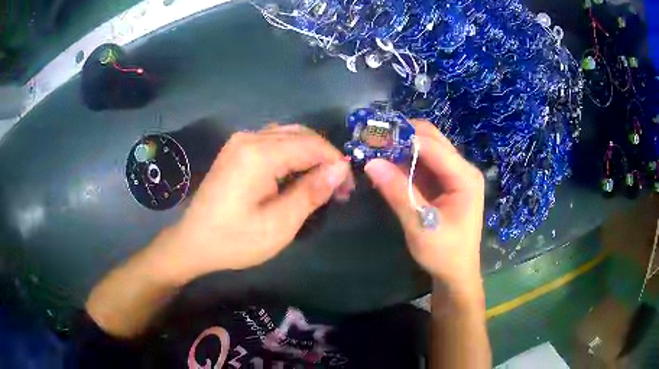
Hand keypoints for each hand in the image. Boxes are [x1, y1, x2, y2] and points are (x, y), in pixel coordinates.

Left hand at [153, 124, 353, 283]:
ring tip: (320, 182)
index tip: (346, 190)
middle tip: (336, 188)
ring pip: (288, 135)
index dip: (336, 163)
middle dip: (325, 158)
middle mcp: (249, 137)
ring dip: (309, 154)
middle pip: (301, 135)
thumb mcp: (278, 225)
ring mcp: (240, 140)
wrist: (193, 242)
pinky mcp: (236, 149)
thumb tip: (340, 168)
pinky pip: (273, 140)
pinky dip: (291, 154)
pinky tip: (296, 174)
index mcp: (259, 154)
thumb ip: (310, 192)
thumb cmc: (234, 240)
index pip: (312, 145)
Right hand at [364, 120, 483, 294]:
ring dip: (401, 147)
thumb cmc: (444, 253)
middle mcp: (462, 169)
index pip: (431, 146)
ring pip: (425, 148)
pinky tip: (386, 165)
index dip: (402, 138)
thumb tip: (371, 163)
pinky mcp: (444, 183)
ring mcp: (453, 175)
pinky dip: (404, 161)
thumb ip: (398, 192)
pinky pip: (422, 163)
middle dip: (402, 136)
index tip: (372, 136)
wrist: (456, 274)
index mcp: (464, 177)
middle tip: (373, 139)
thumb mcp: (420, 225)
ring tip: (374, 148)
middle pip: (431, 139)